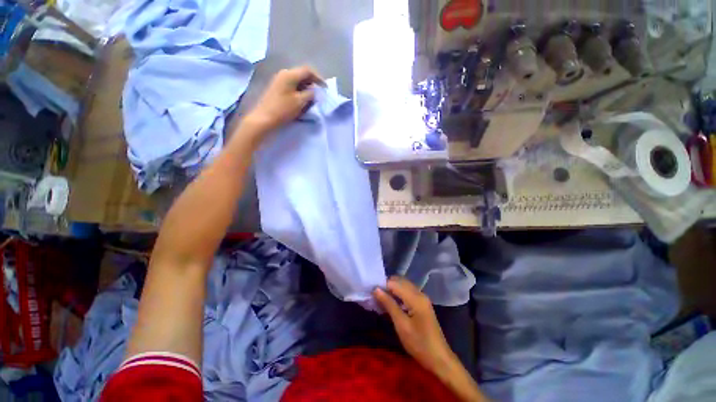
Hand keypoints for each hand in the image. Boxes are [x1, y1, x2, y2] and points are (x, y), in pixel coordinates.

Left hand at [245, 66, 324, 133]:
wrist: (264, 118)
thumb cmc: (283, 109)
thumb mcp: (300, 102)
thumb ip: (310, 94)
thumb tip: (315, 91)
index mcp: (290, 74)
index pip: (308, 71)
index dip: (318, 78)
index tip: (325, 88)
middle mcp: (284, 74)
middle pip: (302, 74)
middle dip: (313, 83)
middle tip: (320, 92)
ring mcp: (280, 81)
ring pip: (297, 80)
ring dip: (306, 87)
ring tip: (313, 97)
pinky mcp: (278, 88)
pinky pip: (292, 86)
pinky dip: (300, 90)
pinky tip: (303, 99)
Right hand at [374, 277, 457, 374]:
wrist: (439, 359)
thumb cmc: (419, 343)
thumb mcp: (401, 325)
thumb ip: (389, 304)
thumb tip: (376, 289)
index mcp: (415, 297)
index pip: (395, 283)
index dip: (382, 285)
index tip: (371, 291)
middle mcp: (419, 293)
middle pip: (400, 281)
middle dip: (387, 285)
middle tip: (375, 295)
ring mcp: (422, 298)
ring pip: (403, 286)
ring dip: (392, 289)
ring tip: (380, 298)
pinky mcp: (422, 304)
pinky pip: (407, 292)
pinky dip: (398, 294)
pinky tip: (391, 303)